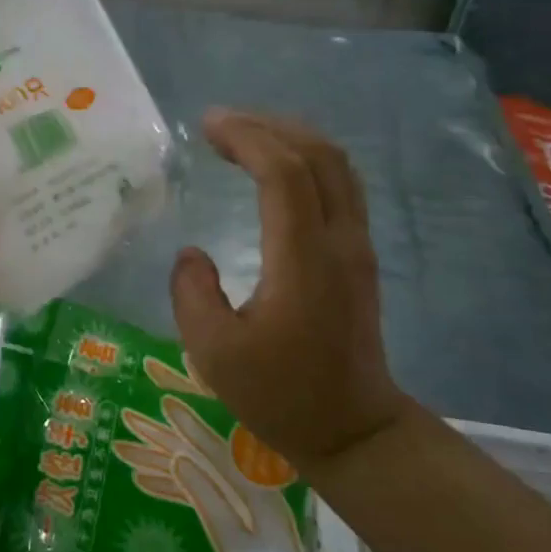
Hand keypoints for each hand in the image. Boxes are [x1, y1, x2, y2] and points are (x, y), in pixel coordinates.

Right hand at [169, 109, 414, 471]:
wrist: (353, 429)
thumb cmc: (281, 394)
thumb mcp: (215, 354)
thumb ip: (192, 294)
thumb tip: (192, 252)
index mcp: (303, 261)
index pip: (284, 174)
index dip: (246, 139)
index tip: (206, 126)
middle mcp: (339, 241)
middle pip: (318, 155)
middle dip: (268, 126)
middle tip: (219, 123)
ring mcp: (357, 246)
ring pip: (337, 166)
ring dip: (291, 137)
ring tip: (244, 134)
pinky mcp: (359, 254)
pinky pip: (340, 185)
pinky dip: (306, 160)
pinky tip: (275, 167)